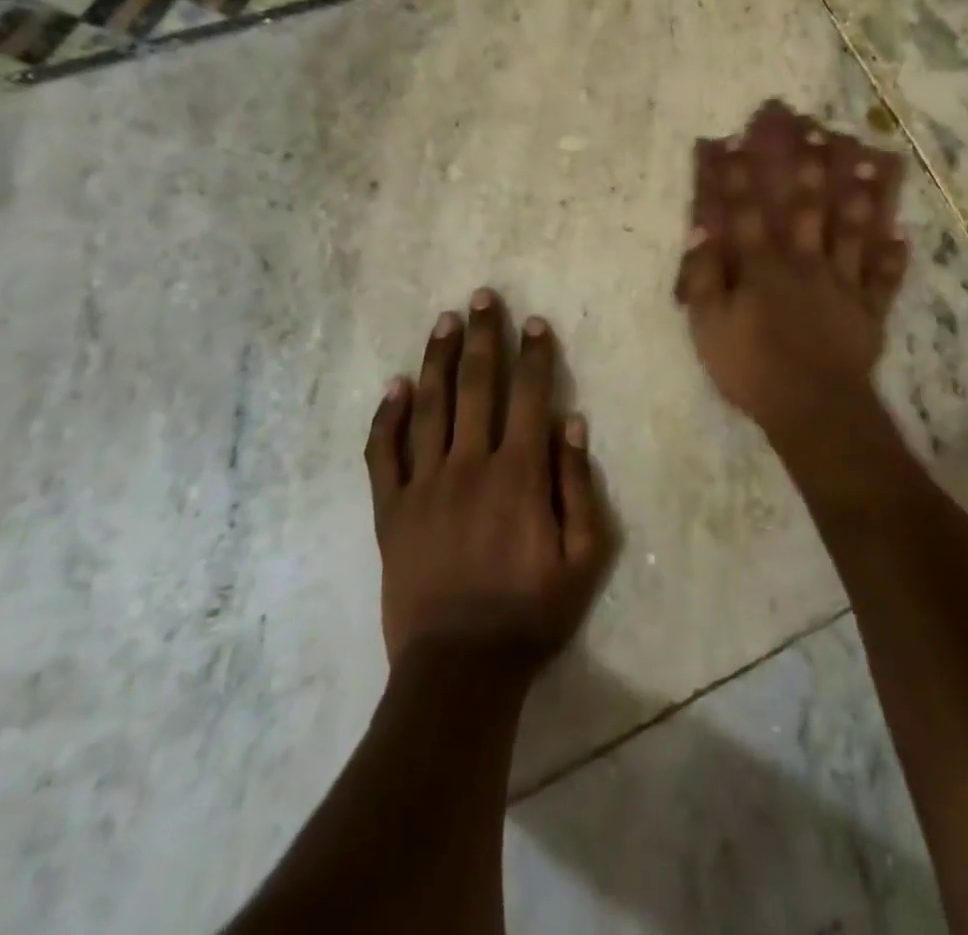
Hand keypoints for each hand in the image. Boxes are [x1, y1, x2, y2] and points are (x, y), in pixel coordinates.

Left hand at [366, 289, 611, 673]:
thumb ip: (578, 486)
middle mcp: (469, 465)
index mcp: (519, 474)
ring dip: (437, 359)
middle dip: (482, 337)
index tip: (535, 322)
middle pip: (476, 386)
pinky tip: (394, 386)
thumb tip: (571, 422)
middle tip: (482, 297)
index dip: (535, 354)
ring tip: (444, 321)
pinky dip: (387, 417)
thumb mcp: (584, 557)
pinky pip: (383, 454)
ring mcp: (424, 486)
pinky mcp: (391, 512)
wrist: (458, 671)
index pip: (529, 395)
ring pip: (428, 407)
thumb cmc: (531, 613)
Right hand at [676, 137, 907, 435]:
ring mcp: (842, 285)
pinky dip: (893, 260)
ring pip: (852, 232)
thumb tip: (701, 231)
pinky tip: (902, 239)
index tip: (736, 142)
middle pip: (808, 209)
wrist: (813, 408)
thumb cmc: (753, 368)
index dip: (738, 178)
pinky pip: (883, 281)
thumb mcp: (709, 326)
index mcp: (764, 267)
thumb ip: (705, 277)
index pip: (747, 213)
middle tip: (817, 130)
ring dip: (860, 196)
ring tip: (868, 160)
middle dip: (809, 167)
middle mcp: (805, 263)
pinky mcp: (868, 311)